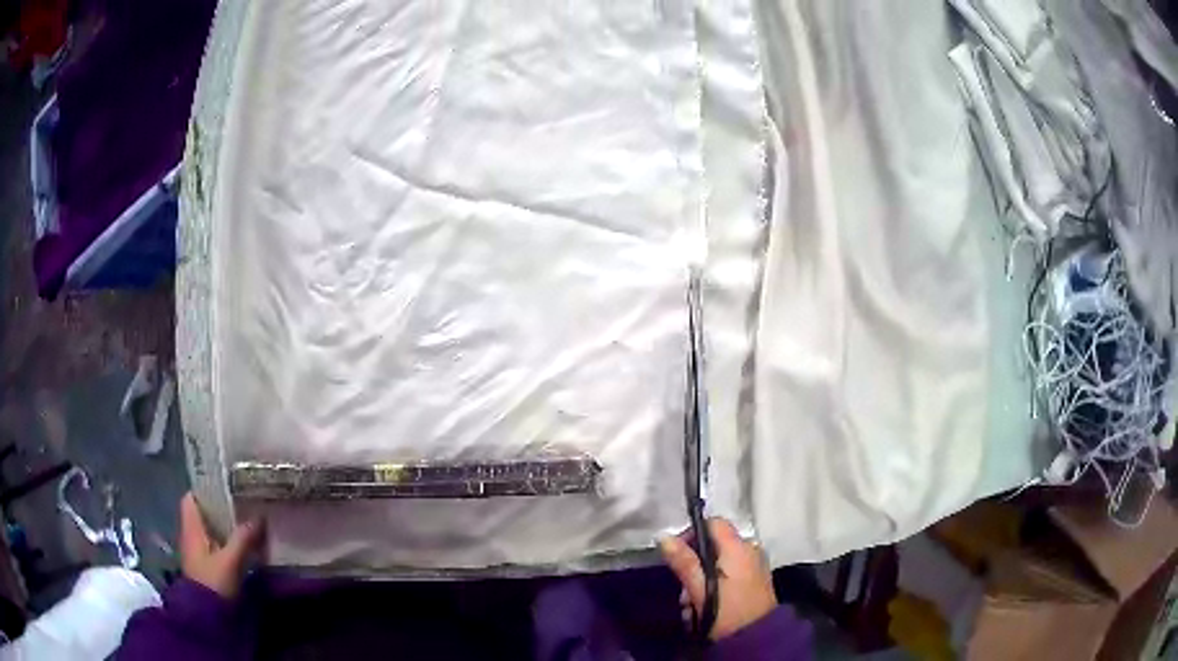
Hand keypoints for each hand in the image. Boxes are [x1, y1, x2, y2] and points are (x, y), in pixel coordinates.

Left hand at [179, 492, 264, 598]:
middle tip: (243, 500)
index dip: (204, 488)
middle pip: (203, 514)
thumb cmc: (213, 582)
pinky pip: (217, 545)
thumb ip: (243, 538)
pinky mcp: (208, 567)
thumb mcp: (230, 561)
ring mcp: (199, 553)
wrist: (207, 617)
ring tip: (247, 519)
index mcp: (191, 527)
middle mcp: (192, 535)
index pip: (191, 498)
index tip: (224, 483)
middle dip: (220, 507)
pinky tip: (244, 543)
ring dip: (226, 525)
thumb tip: (259, 516)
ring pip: (211, 530)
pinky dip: (228, 541)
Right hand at [660, 517, 776, 640]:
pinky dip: (715, 585)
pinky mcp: (755, 581)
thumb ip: (684, 561)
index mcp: (739, 547)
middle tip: (684, 589)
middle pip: (715, 545)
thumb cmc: (727, 611)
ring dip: (702, 580)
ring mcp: (755, 566)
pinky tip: (705, 605)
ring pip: (720, 563)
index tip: (676, 554)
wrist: (755, 638)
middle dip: (694, 564)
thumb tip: (664, 536)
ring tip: (692, 604)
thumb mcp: (700, 588)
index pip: (714, 523)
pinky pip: (729, 574)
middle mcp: (750, 550)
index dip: (692, 533)